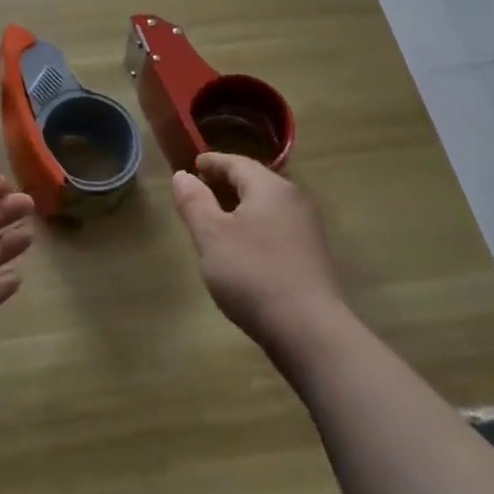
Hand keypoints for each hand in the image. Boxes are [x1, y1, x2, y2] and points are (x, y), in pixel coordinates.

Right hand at [171, 154, 346, 349]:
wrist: (310, 331)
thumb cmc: (253, 275)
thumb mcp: (212, 237)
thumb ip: (195, 203)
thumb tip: (182, 175)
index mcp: (270, 187)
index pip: (237, 163)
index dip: (212, 162)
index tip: (193, 164)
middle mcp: (293, 199)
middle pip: (255, 181)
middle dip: (227, 182)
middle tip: (201, 188)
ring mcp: (307, 228)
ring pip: (267, 205)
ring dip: (241, 205)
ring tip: (217, 216)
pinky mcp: (311, 256)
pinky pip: (276, 226)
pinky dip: (255, 225)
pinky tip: (243, 245)